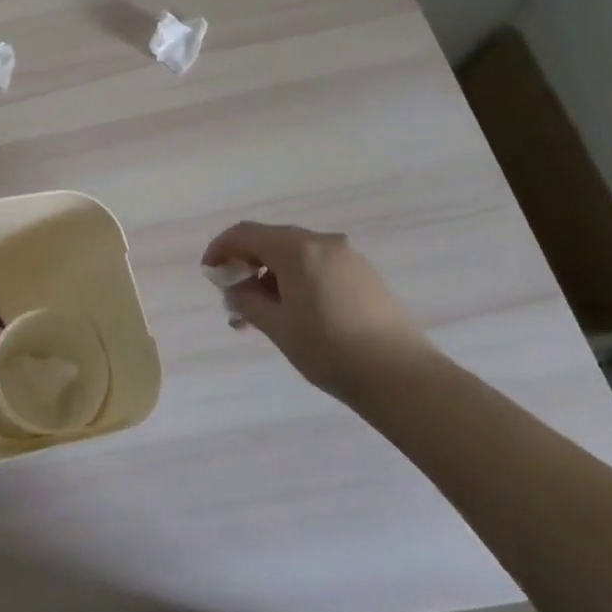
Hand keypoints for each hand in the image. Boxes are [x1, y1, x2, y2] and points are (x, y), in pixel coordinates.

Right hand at [201, 222, 440, 398]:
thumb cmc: (329, 349)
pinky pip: (318, 266)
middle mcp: (323, 242)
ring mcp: (348, 257)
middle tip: (234, 300)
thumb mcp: (276, 326)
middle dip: (246, 266)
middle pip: (271, 241)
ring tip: (262, 316)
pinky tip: (295, 313)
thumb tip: (235, 287)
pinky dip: (297, 281)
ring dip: (271, 277)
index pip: (245, 234)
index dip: (220, 249)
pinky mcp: (365, 275)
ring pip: (296, 255)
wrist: (402, 377)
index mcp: (297, 248)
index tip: (209, 274)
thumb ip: (246, 300)